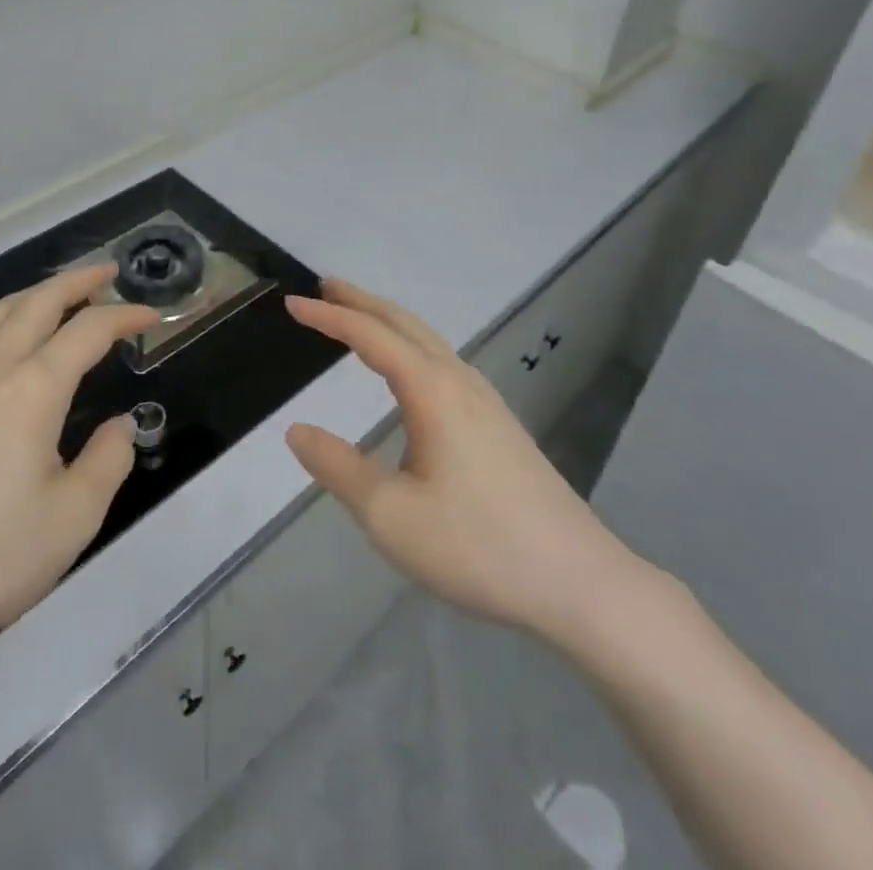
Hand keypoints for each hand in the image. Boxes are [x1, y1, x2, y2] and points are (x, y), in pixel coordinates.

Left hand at [0, 264, 155, 681]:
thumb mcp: (69, 522)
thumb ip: (106, 465)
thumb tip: (120, 426)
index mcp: (32, 389)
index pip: (88, 331)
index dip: (125, 315)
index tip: (152, 315)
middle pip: (37, 302)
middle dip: (77, 280)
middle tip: (107, 271)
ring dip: (34, 293)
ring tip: (57, 295)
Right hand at [284, 279, 661, 658]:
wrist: (580, 583)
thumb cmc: (478, 546)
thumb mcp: (390, 515)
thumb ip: (338, 468)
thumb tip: (296, 430)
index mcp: (432, 391)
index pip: (370, 336)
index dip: (329, 317)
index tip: (292, 304)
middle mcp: (460, 382)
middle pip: (405, 324)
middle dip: (362, 301)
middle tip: (325, 288)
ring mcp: (486, 401)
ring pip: (429, 341)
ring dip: (389, 322)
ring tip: (358, 319)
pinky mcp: (499, 424)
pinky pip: (444, 363)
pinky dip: (411, 346)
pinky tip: (409, 373)